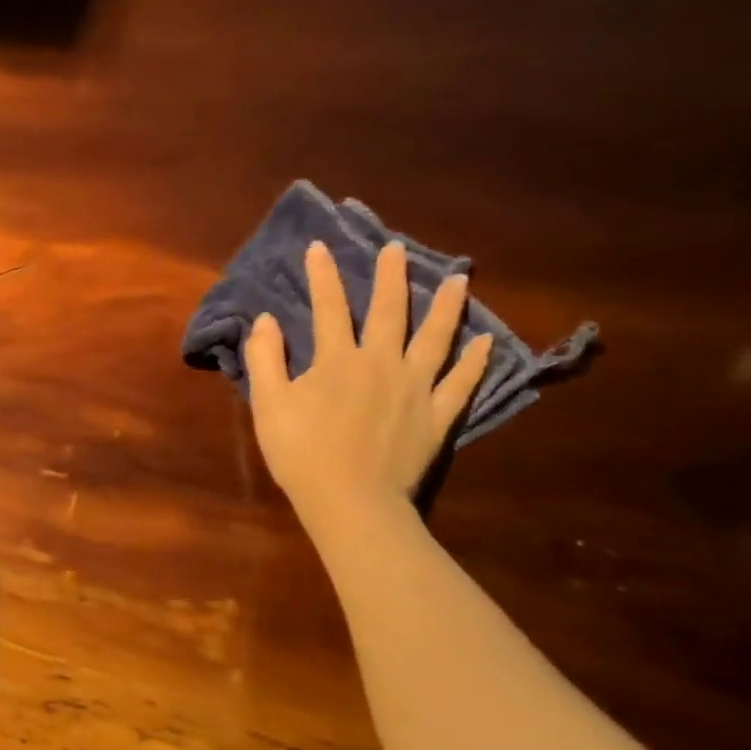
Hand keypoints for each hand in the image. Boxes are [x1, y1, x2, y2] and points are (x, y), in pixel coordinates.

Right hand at [245, 241, 492, 538]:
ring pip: (435, 338)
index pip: (328, 307)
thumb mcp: (268, 406)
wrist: (351, 503)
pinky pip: (461, 383)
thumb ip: (265, 359)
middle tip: (397, 249)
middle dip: (390, 277)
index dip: (322, 275)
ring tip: (460, 279)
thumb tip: (265, 320)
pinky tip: (485, 341)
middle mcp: (381, 363)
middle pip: (388, 311)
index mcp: (337, 360)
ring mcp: (415, 388)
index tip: (319, 246)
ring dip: (446, 306)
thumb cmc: (301, 454)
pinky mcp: (437, 416)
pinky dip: (474, 361)